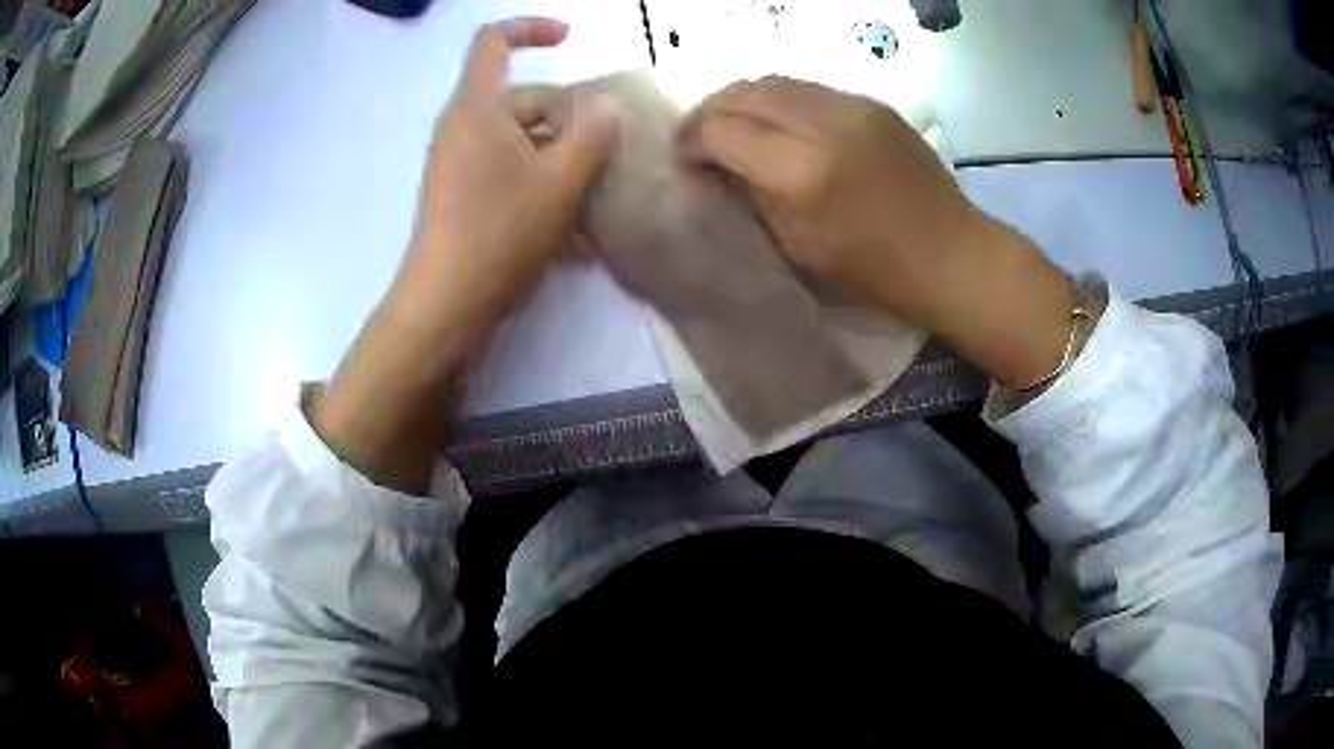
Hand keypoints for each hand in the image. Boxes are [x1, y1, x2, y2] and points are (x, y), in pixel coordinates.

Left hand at [312, 18, 617, 492]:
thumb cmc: (499, 233)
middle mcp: (461, 127)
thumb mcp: (561, 180)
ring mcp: (458, 162)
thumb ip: (592, 133)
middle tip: (606, 155)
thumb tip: (603, 106)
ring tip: (595, 201)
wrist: (445, 305)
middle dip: (568, 118)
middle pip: (522, 98)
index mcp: (476, 108)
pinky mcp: (460, 193)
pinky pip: (508, 171)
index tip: (569, 38)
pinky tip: (573, 232)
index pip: (493, 41)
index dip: (531, 28)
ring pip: (520, 140)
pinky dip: (540, 186)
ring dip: (561, 160)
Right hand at [679, 76, 1074, 387]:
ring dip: (742, 99)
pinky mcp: (873, 102)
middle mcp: (825, 124)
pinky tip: (779, 124)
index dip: (691, 140)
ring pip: (775, 81)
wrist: (952, 254)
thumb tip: (715, 165)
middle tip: (698, 135)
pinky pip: (809, 89)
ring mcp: (854, 106)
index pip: (721, 130)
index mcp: (802, 172)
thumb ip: (750, 196)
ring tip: (733, 124)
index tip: (683, 157)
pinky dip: (780, 101)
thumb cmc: (874, 273)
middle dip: (710, 110)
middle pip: (743, 92)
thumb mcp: (797, 249)